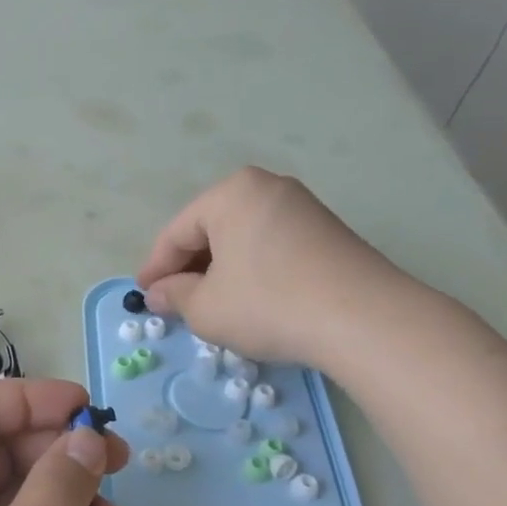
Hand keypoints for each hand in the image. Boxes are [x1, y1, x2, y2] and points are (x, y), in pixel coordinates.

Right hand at [135, 166, 411, 368]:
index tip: (143, 297)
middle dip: (189, 268)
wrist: (363, 318)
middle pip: (211, 230)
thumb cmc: (268, 304)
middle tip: (175, 303)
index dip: (155, 268)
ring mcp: (302, 206)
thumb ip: (173, 296)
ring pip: (242, 239)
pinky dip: (251, 270)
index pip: (177, 232)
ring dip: (220, 271)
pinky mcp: (327, 231)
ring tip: (211, 305)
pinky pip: (271, 246)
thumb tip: (157, 294)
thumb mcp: (205, 308)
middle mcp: (267, 187)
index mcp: (231, 193)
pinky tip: (250, 300)